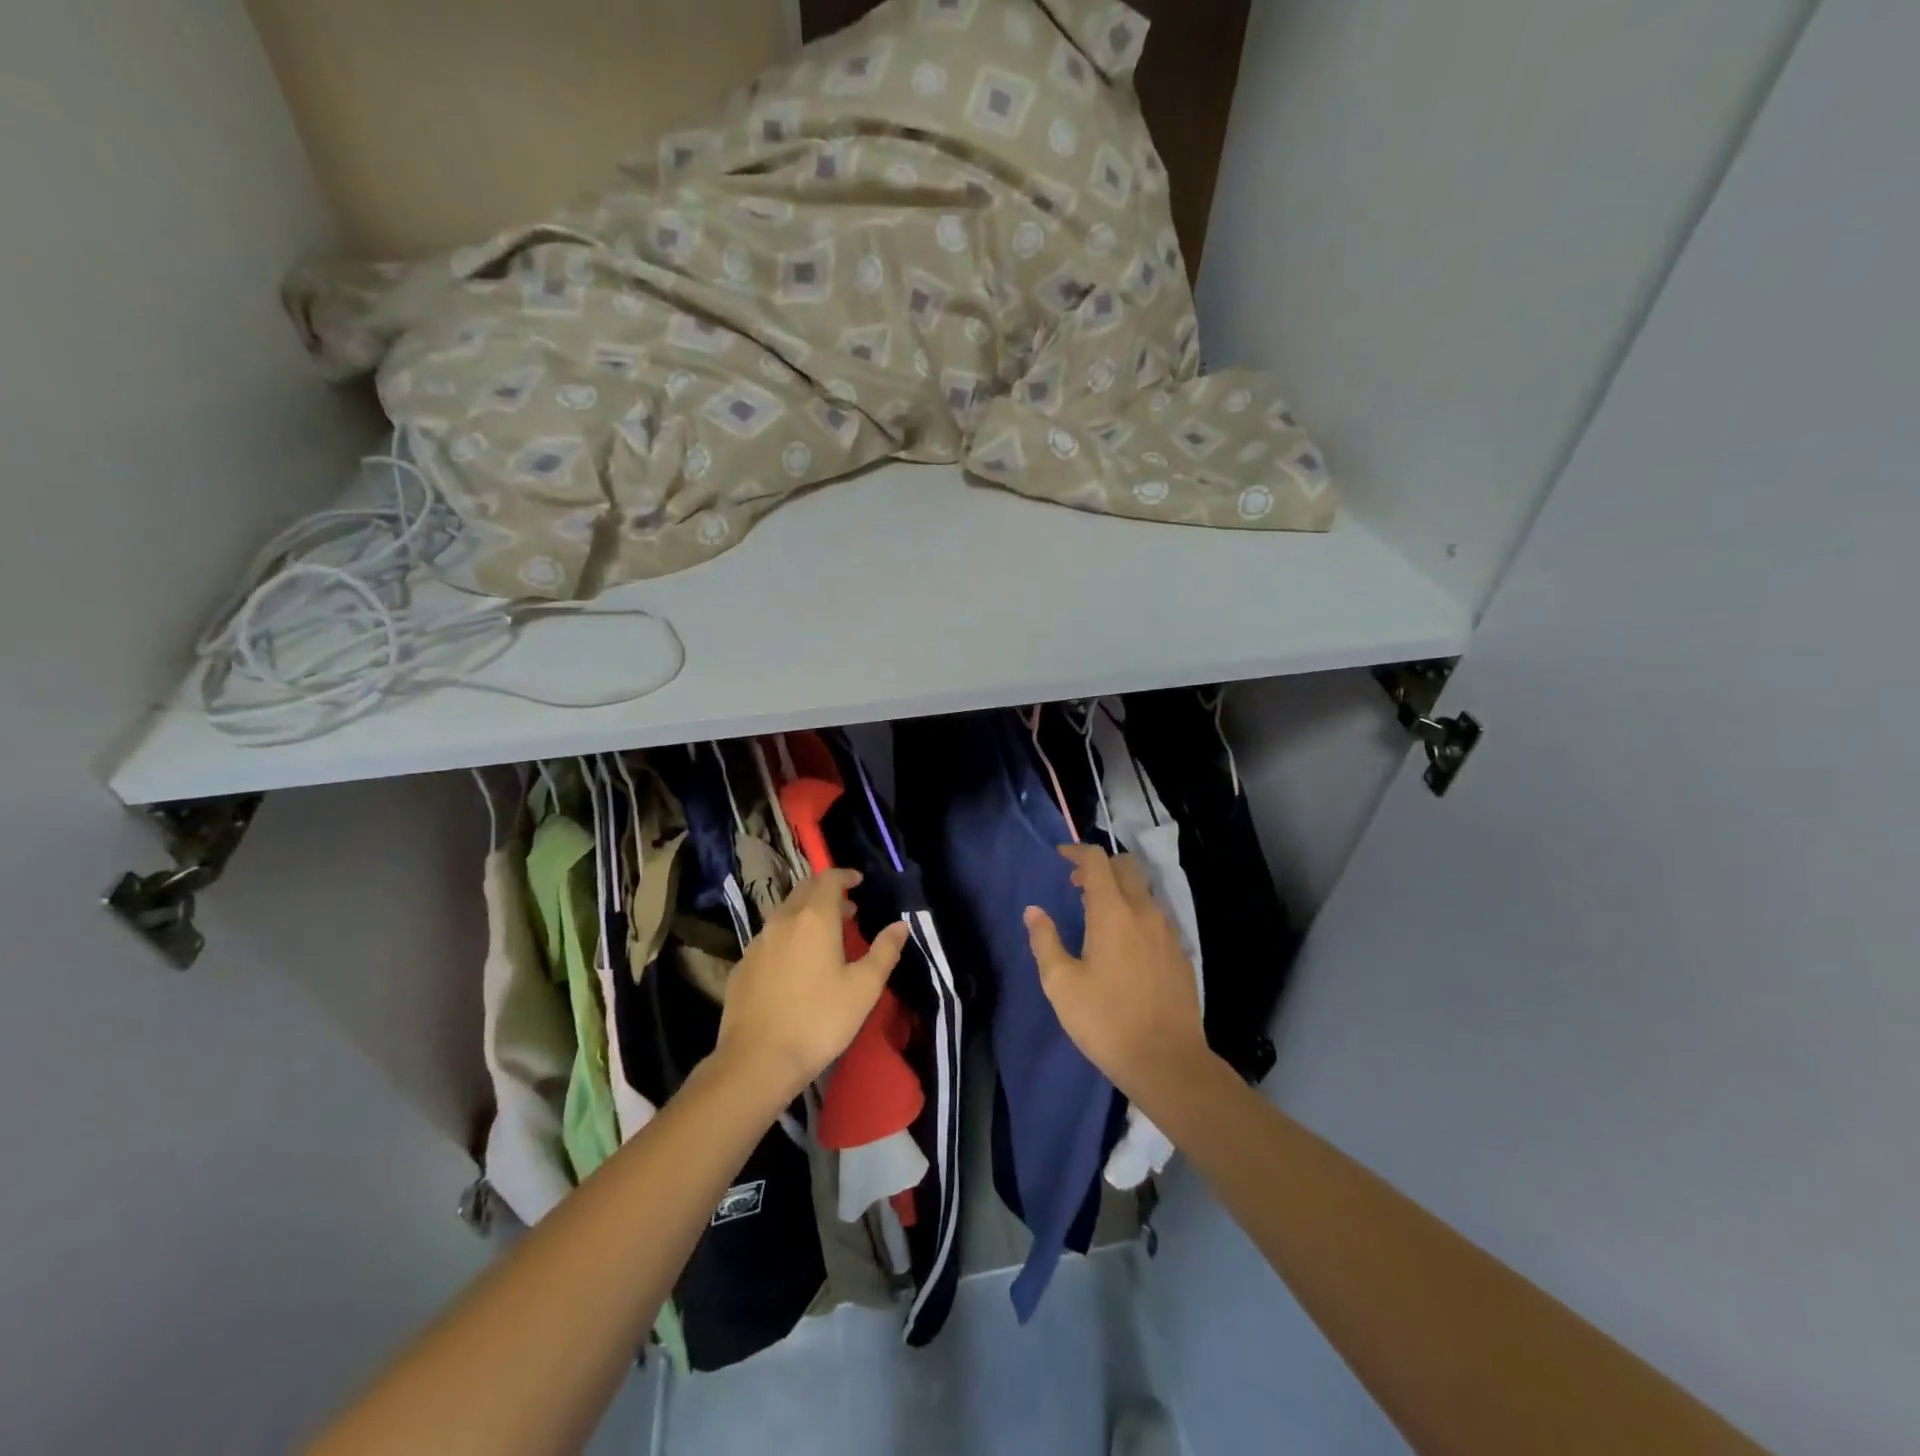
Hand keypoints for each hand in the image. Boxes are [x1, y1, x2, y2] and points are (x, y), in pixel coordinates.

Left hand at [715, 868, 907, 1107]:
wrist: (757, 1060)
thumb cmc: (819, 1020)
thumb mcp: (864, 988)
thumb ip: (884, 951)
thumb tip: (901, 925)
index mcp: (814, 918)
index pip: (828, 879)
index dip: (844, 875)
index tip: (859, 881)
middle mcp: (782, 921)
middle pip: (803, 891)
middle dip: (825, 892)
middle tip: (847, 908)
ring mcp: (757, 943)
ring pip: (784, 914)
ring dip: (806, 914)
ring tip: (824, 936)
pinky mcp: (741, 966)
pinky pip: (769, 939)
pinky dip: (787, 938)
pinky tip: (795, 964)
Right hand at [1025, 845, 1209, 1102]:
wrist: (1168, 1062)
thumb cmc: (1106, 1021)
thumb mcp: (1061, 984)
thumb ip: (1045, 941)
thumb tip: (1034, 912)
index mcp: (1113, 913)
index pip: (1097, 861)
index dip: (1077, 852)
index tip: (1061, 857)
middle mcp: (1144, 912)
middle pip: (1127, 866)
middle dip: (1101, 866)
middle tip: (1078, 886)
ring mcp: (1168, 932)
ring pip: (1145, 891)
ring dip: (1121, 890)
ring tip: (1099, 916)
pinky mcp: (1181, 954)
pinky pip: (1157, 917)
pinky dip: (1138, 914)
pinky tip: (1126, 945)